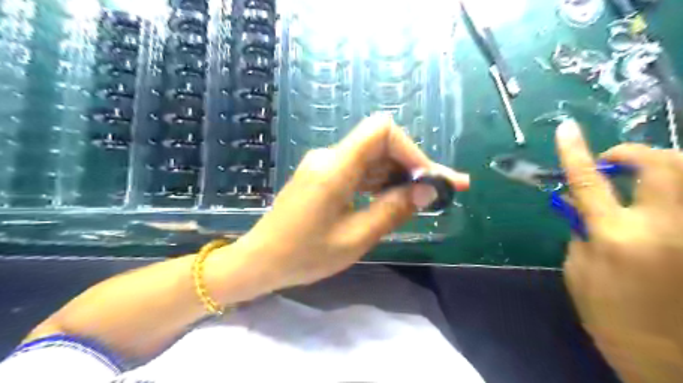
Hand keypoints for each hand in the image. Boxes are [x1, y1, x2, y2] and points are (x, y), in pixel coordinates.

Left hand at [224, 116, 470, 291]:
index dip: (411, 150)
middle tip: (445, 190)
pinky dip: (382, 183)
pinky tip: (397, 199)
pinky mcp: (323, 176)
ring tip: (428, 198)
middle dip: (414, 166)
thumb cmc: (304, 255)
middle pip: (381, 145)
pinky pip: (360, 171)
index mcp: (335, 167)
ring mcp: (325, 165)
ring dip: (400, 176)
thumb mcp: (355, 238)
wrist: (261, 259)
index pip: (381, 131)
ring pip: (373, 159)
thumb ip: (392, 210)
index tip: (428, 179)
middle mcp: (330, 157)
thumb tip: (429, 190)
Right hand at [557, 120, 682, 379]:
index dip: (576, 152)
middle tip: (616, 160)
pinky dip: (676, 188)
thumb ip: (580, 230)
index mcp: (616, 239)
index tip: (566, 129)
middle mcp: (664, 229)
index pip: (589, 182)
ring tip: (642, 175)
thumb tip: (578, 201)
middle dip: (636, 153)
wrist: (668, 357)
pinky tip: (661, 197)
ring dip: (664, 165)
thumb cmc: (610, 315)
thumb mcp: (579, 270)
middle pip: (662, 166)